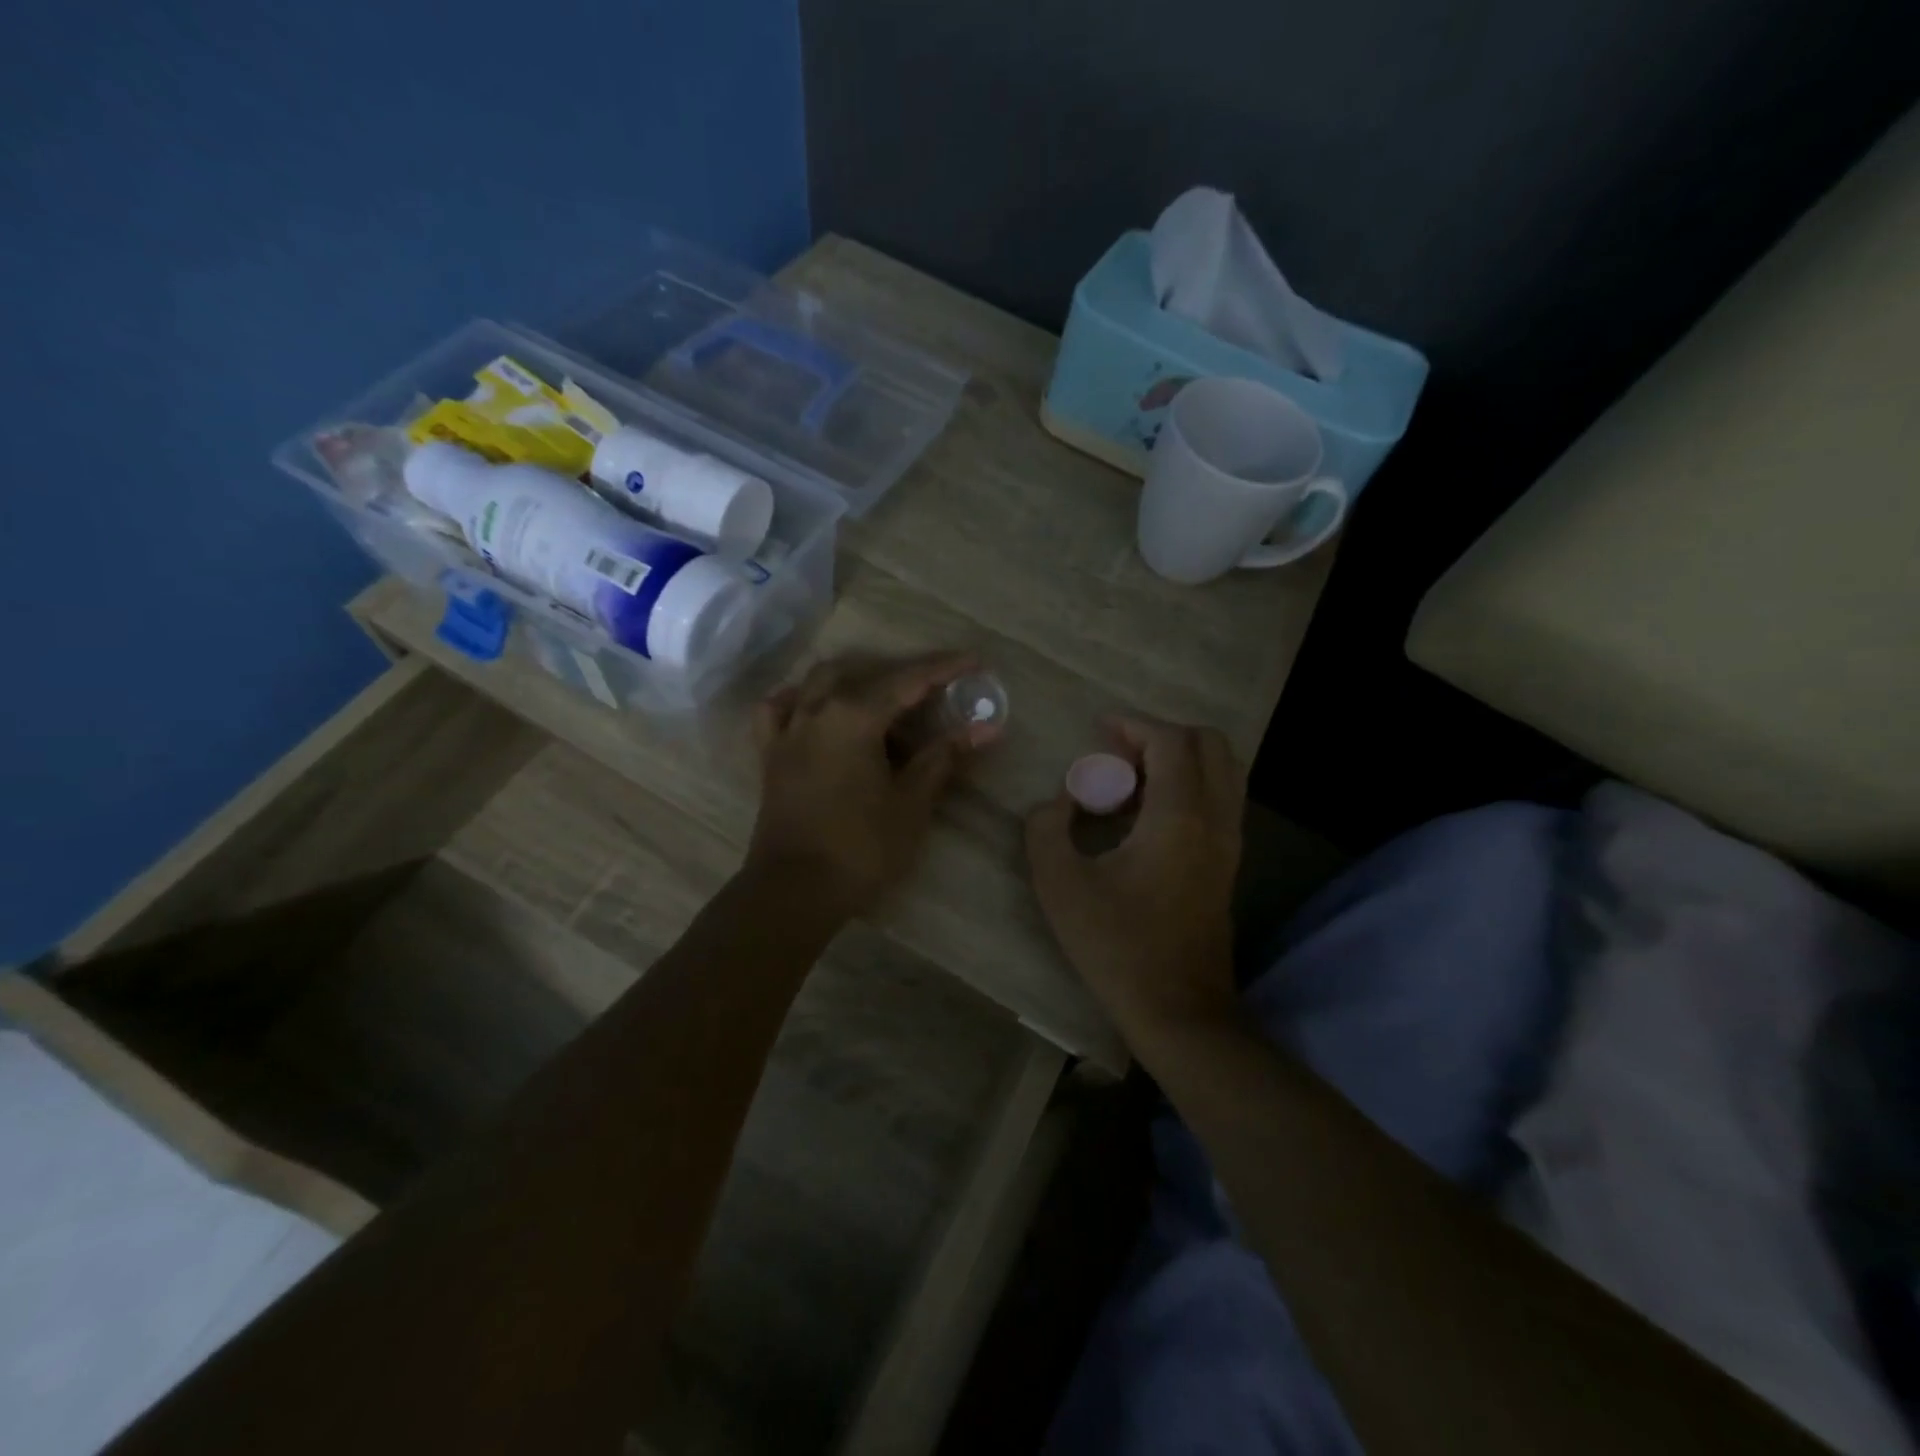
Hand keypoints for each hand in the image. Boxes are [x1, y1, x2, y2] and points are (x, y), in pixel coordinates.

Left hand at [745, 652, 981, 920]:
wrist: (795, 891)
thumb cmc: (861, 847)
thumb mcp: (912, 802)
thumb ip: (944, 757)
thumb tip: (987, 728)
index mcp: (854, 716)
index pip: (908, 681)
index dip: (944, 669)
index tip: (974, 660)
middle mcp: (817, 710)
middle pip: (865, 675)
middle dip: (904, 675)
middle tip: (937, 689)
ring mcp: (788, 730)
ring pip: (821, 683)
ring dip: (856, 680)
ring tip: (883, 697)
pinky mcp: (770, 754)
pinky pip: (780, 710)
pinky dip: (800, 700)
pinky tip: (815, 708)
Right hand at [1025, 718, 1244, 1041]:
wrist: (1178, 1011)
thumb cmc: (1117, 946)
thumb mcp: (1060, 885)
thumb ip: (1047, 829)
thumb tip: (1058, 802)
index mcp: (1179, 817)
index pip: (1171, 741)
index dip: (1135, 724)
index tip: (1100, 729)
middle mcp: (1215, 820)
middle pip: (1210, 745)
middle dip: (1162, 735)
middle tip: (1118, 753)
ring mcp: (1229, 843)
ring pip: (1222, 771)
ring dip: (1179, 760)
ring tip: (1131, 781)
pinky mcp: (1228, 864)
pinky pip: (1219, 800)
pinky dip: (1188, 786)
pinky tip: (1146, 815)